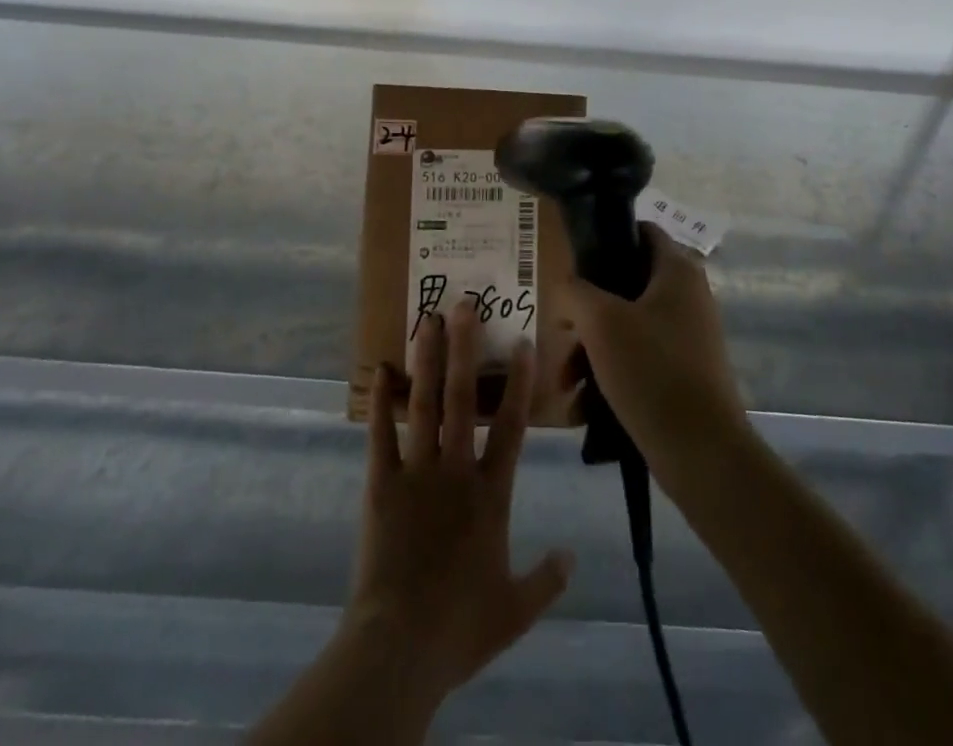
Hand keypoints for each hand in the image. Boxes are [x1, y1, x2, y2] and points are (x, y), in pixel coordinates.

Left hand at [348, 302, 575, 713]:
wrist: (400, 648)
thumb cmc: (461, 625)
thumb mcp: (516, 609)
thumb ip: (547, 579)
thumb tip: (573, 555)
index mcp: (490, 494)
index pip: (511, 426)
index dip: (519, 382)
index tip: (522, 342)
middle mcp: (455, 470)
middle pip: (462, 399)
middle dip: (464, 349)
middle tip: (464, 305)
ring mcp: (416, 473)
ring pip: (423, 405)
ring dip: (426, 361)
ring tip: (427, 320)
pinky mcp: (381, 485)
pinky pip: (380, 437)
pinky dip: (380, 403)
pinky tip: (379, 369)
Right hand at [561, 226, 748, 470]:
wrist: (702, 452)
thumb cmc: (650, 370)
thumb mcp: (601, 322)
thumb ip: (576, 291)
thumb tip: (569, 285)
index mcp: (677, 271)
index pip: (641, 231)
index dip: (606, 239)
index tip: (574, 264)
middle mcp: (689, 296)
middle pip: (626, 286)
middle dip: (588, 314)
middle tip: (562, 336)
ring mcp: (690, 336)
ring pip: (628, 328)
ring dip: (593, 351)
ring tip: (567, 385)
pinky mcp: (686, 373)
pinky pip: (640, 360)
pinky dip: (612, 376)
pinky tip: (585, 408)